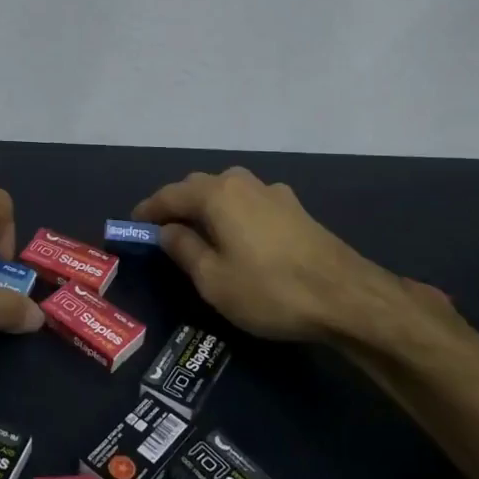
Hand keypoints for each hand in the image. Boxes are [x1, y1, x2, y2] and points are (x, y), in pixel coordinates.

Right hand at [133, 167, 456, 349]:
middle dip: (177, 205)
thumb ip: (184, 250)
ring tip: (198, 233)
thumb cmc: (269, 289)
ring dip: (207, 208)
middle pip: (199, 187)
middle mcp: (244, 182)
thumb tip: (166, 231)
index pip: (170, 195)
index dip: (148, 210)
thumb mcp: (213, 279)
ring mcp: (274, 193)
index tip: (132, 225)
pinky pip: (249, 203)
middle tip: (162, 231)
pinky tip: (237, 236)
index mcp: (218, 194)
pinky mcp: (295, 209)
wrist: (346, 297)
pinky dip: (232, 214)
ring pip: (227, 192)